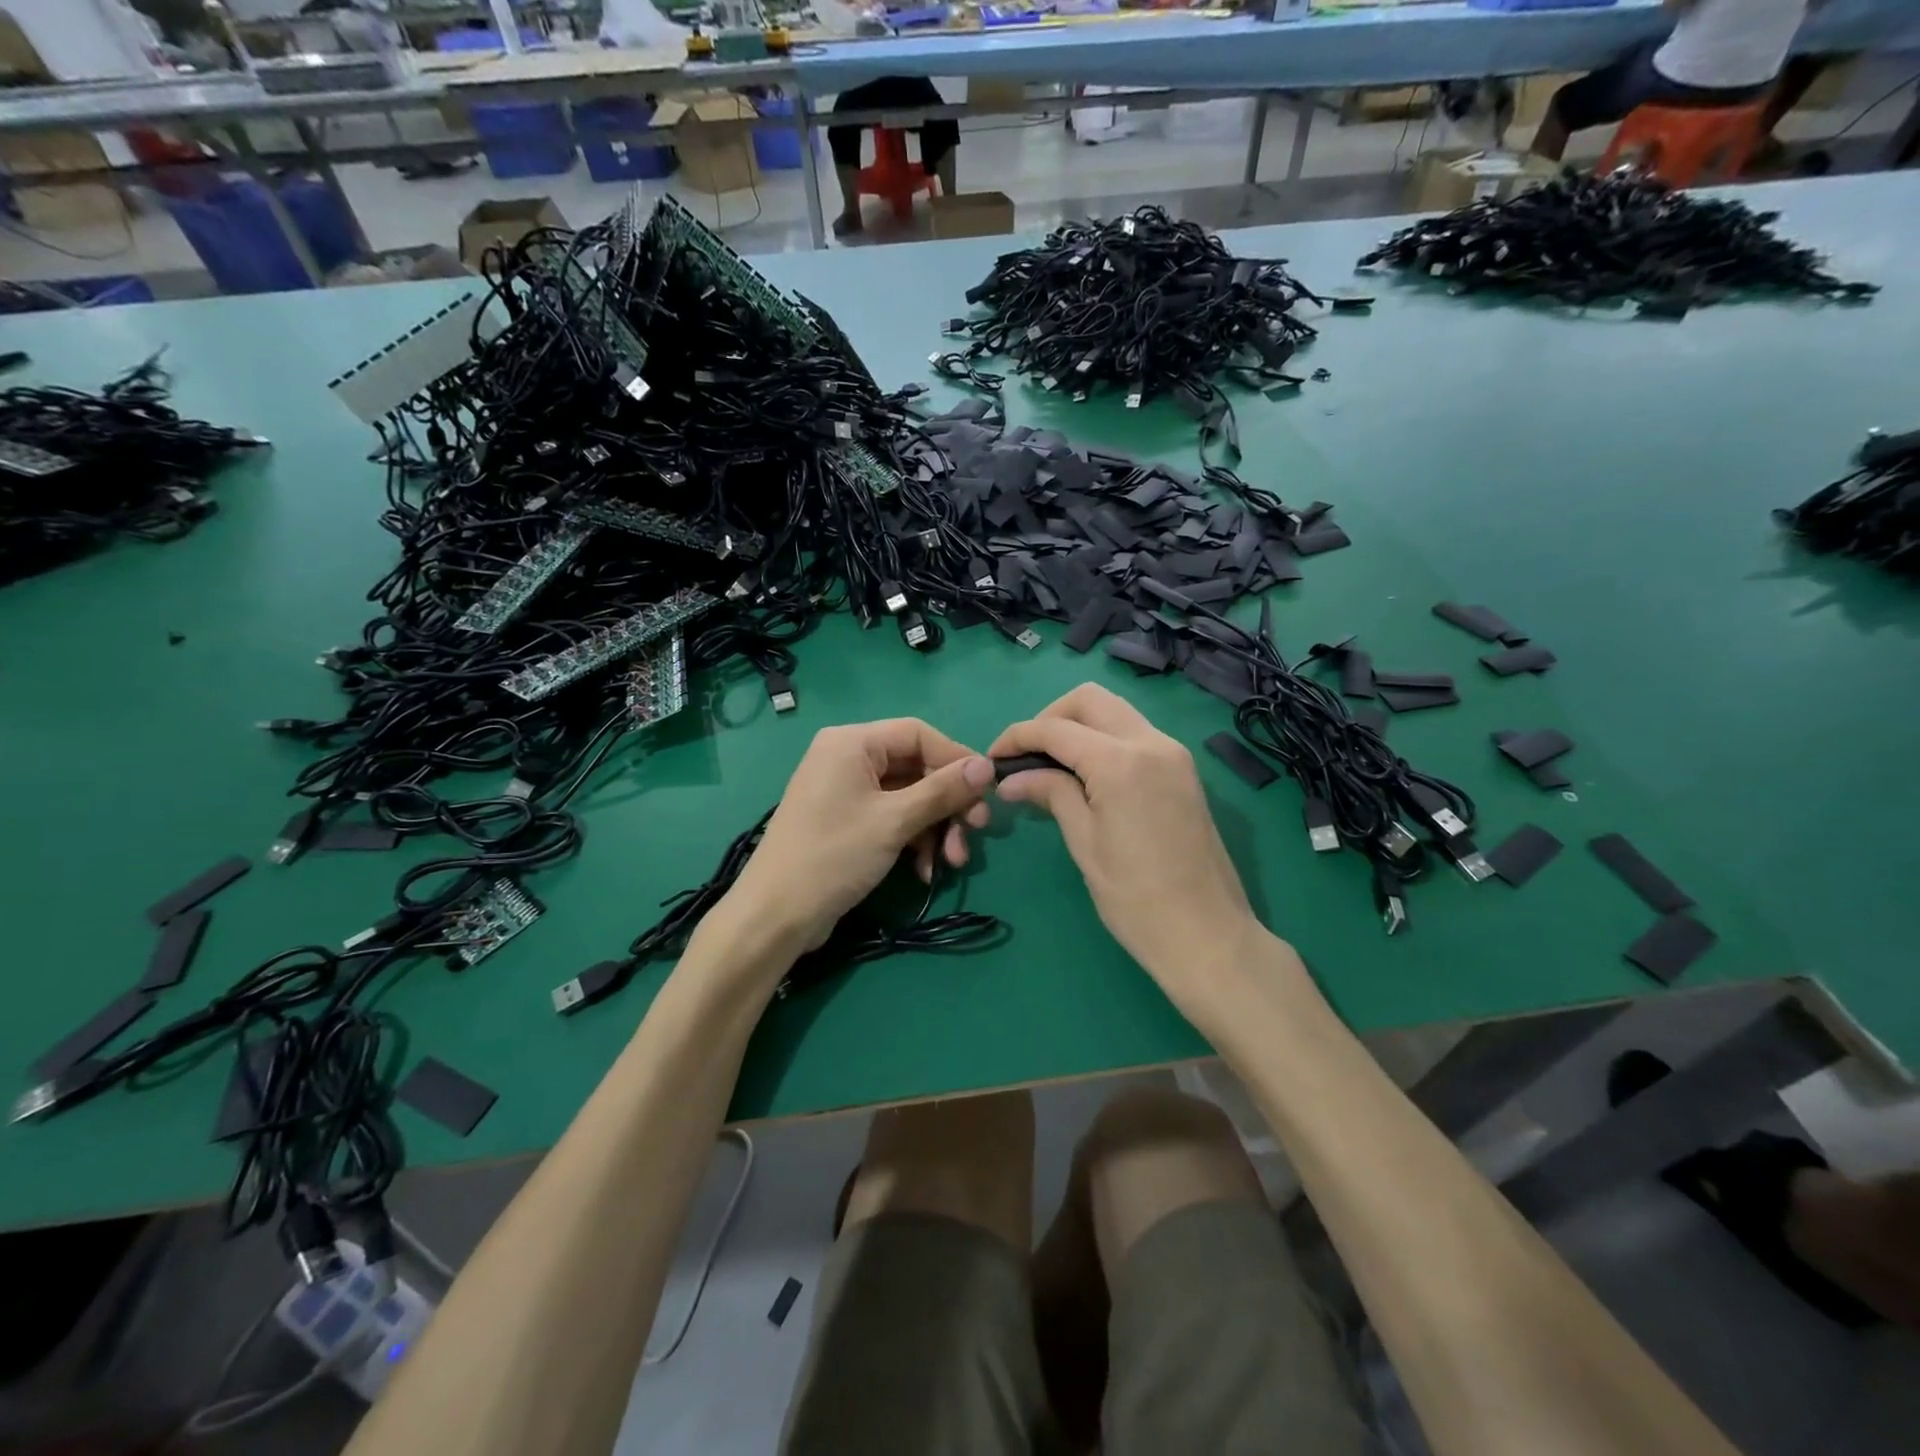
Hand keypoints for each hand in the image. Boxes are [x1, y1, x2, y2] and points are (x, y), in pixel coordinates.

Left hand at [727, 718, 994, 955]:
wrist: (776, 916)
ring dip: (936, 828)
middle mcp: (848, 758)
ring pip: (909, 797)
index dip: (956, 759)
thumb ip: (943, 790)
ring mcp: (847, 792)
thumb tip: (988, 766)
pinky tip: (926, 872)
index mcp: (852, 743)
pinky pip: (893, 818)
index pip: (918, 734)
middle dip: (949, 803)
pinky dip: (914, 840)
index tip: (987, 790)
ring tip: (954, 861)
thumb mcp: (895, 821)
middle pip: (916, 767)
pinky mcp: (848, 822)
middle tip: (977, 830)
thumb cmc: (834, 856)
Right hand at [990, 684, 1271, 1032]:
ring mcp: (1173, 753)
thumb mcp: (1084, 843)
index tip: (992, 758)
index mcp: (1120, 761)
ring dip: (1078, 725)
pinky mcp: (1183, 770)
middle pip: (1090, 700)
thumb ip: (1051, 794)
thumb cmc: (1135, 898)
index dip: (1017, 736)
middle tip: (1026, 756)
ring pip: (1116, 712)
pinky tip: (1085, 775)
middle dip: (1050, 718)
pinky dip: (1103, 740)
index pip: (1056, 728)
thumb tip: (1011, 778)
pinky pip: (1135, 734)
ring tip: (1050, 765)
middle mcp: (1150, 742)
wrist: (1207, 935)